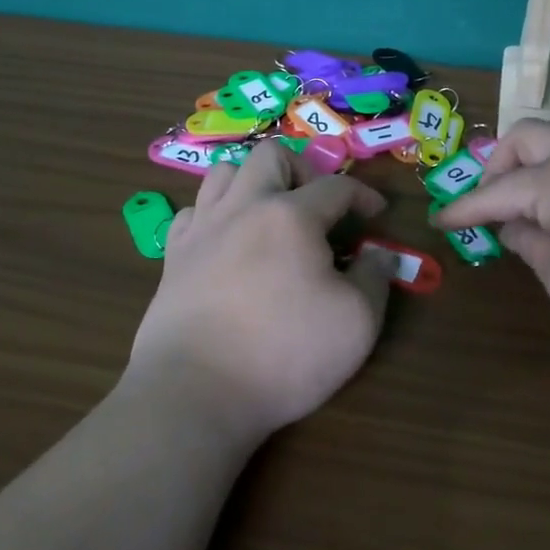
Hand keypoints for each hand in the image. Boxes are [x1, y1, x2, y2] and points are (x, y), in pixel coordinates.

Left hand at [128, 140, 394, 440]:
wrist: (195, 393)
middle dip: (303, 170)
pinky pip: (193, 212)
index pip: (336, 186)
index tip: (376, 214)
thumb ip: (374, 278)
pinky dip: (215, 215)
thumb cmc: (284, 355)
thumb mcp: (357, 322)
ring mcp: (202, 229)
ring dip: (254, 182)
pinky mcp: (173, 257)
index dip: (363, 195)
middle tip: (317, 207)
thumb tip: (376, 254)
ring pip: (225, 172)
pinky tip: (228, 241)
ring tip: (270, 214)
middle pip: (272, 156)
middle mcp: (243, 207)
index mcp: (291, 216)